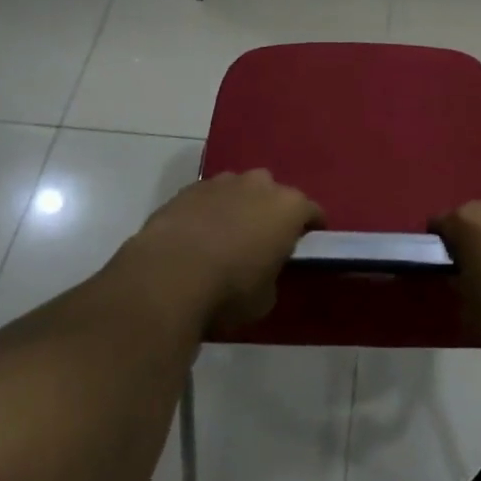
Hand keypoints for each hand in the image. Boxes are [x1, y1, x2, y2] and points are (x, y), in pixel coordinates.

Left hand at [127, 171, 323, 335]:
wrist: (167, 276)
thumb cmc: (229, 290)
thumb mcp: (265, 298)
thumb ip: (273, 275)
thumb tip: (264, 271)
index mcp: (288, 207)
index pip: (312, 212)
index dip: (311, 229)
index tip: (305, 245)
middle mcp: (260, 185)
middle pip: (274, 194)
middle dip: (271, 212)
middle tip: (262, 241)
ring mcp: (222, 182)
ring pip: (239, 190)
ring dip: (238, 207)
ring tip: (226, 237)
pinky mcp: (188, 188)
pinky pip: (208, 198)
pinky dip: (208, 211)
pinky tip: (197, 236)